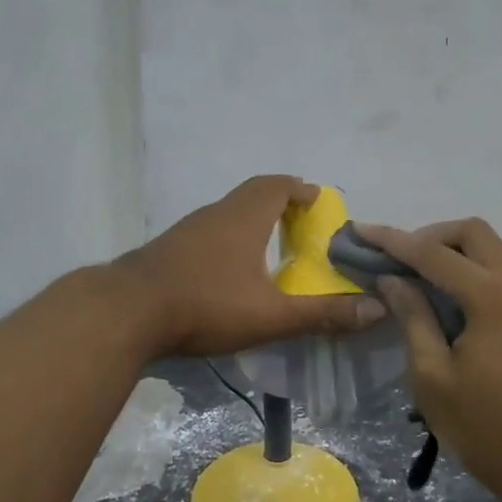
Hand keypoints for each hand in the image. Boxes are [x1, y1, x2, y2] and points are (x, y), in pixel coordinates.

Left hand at [116, 176, 386, 357]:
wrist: (125, 313)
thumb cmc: (206, 304)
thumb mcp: (271, 315)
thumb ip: (323, 313)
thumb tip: (376, 308)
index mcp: (244, 217)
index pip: (278, 186)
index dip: (301, 190)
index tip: (318, 199)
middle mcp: (216, 213)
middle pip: (252, 194)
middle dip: (279, 201)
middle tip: (299, 221)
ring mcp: (187, 229)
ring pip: (227, 212)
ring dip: (251, 219)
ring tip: (269, 245)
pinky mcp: (167, 249)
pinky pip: (208, 231)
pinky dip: (228, 237)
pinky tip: (228, 269)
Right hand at [357, 219, 501, 501]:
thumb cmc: (486, 429)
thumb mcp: (433, 377)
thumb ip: (414, 318)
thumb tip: (394, 279)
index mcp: (493, 297)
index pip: (434, 254)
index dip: (393, 240)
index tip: (361, 231)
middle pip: (475, 234)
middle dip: (432, 237)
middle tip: (400, 261)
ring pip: (495, 256)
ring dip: (457, 259)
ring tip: (421, 286)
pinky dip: (477, 281)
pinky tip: (456, 314)